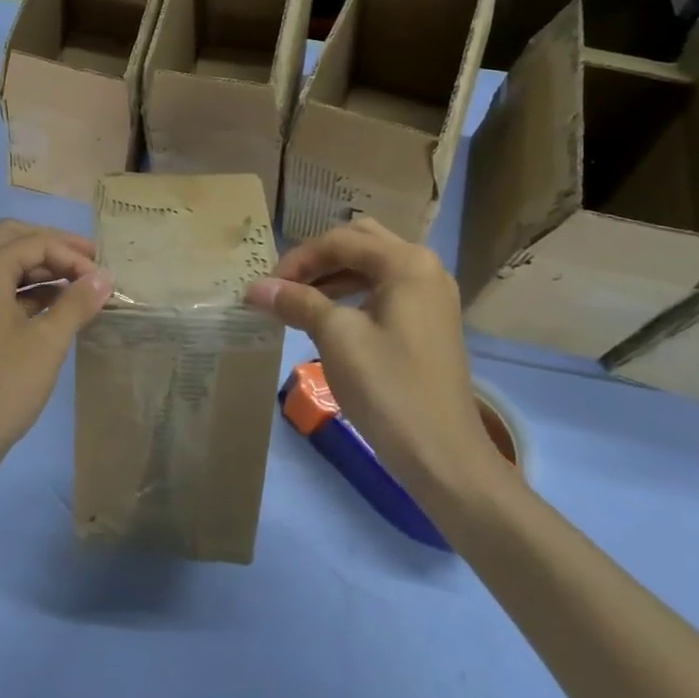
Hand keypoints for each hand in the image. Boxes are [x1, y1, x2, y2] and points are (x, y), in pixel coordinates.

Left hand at [0, 220, 112, 491]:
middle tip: (88, 262)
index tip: (102, 278)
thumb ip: (77, 302)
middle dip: (53, 247)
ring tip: (78, 286)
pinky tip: (54, 308)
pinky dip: (25, 290)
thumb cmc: (0, 387)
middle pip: (13, 240)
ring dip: (40, 268)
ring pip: (3, 264)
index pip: (34, 242)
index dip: (72, 255)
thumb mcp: (47, 343)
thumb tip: (103, 276)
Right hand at [246, 218, 505, 502]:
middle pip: (359, 244)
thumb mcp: (336, 337)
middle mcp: (425, 268)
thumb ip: (297, 301)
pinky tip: (329, 318)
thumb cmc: (388, 387)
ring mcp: (432, 296)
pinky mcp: (430, 322)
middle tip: (285, 285)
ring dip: (333, 276)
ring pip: (372, 267)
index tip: (266, 287)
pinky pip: (385, 290)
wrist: (443, 455)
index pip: (340, 241)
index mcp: (406, 262)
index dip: (297, 260)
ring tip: (299, 301)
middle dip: (318, 260)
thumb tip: (255, 287)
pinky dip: (353, 294)